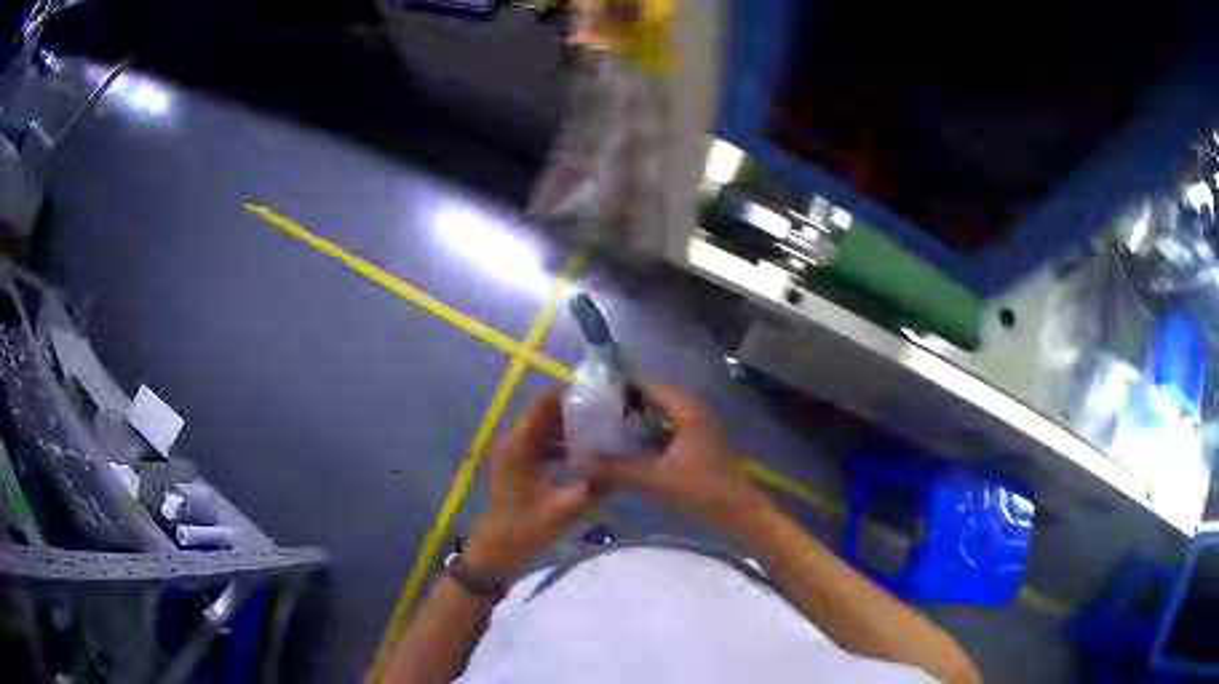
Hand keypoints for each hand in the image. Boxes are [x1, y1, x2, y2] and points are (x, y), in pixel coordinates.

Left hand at [464, 391, 596, 578]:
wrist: (495, 549)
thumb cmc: (524, 528)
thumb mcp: (564, 510)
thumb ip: (594, 488)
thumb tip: (626, 471)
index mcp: (520, 444)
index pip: (545, 401)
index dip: (573, 399)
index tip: (602, 407)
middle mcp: (515, 439)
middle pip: (548, 411)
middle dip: (577, 414)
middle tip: (610, 423)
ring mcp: (515, 449)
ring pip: (547, 426)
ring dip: (572, 430)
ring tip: (604, 438)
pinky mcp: (519, 461)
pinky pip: (544, 441)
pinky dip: (563, 444)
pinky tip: (587, 457)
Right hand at [597, 386, 770, 534]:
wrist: (737, 512)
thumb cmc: (701, 490)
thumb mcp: (655, 479)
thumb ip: (616, 468)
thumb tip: (578, 461)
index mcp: (686, 408)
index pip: (646, 386)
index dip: (618, 391)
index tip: (589, 402)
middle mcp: (692, 409)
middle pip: (650, 399)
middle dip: (622, 409)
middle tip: (591, 420)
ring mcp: (696, 426)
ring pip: (657, 416)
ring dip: (633, 423)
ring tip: (602, 434)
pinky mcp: (696, 442)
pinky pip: (665, 429)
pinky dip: (646, 436)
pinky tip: (626, 451)